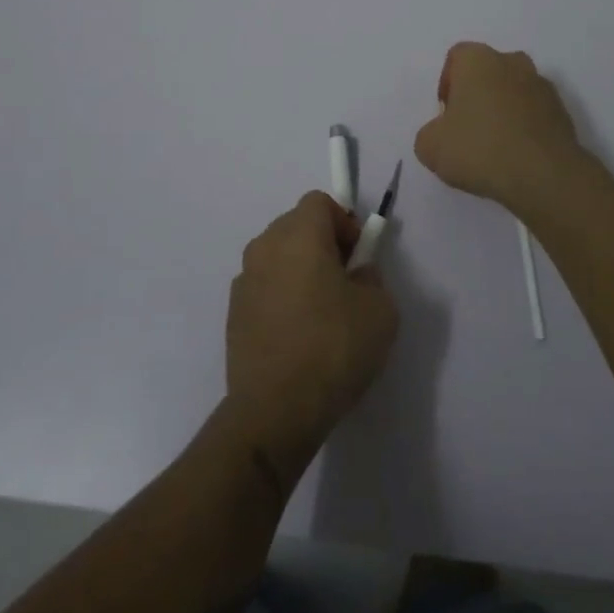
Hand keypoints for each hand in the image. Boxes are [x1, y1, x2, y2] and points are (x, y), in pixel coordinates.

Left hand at [225, 192, 399, 478]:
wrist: (275, 410)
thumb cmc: (334, 348)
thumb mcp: (380, 308)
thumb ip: (371, 276)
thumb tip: (356, 273)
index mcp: (299, 235)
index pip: (319, 202)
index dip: (344, 222)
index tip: (358, 257)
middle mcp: (264, 247)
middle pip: (296, 225)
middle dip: (322, 243)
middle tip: (345, 283)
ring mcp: (243, 280)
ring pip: (278, 257)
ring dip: (299, 270)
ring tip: (321, 313)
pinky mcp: (233, 313)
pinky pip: (264, 287)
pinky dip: (281, 297)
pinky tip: (297, 336)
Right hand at [414, 42, 587, 212]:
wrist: (543, 175)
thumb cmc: (480, 149)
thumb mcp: (430, 147)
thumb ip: (429, 133)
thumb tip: (443, 134)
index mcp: (478, 60)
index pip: (457, 57)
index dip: (447, 84)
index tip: (446, 115)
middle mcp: (513, 62)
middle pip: (488, 72)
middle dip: (477, 95)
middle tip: (468, 129)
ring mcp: (542, 86)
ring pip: (513, 91)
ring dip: (503, 111)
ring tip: (494, 147)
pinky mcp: (562, 112)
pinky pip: (534, 113)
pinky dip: (524, 128)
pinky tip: (516, 156)